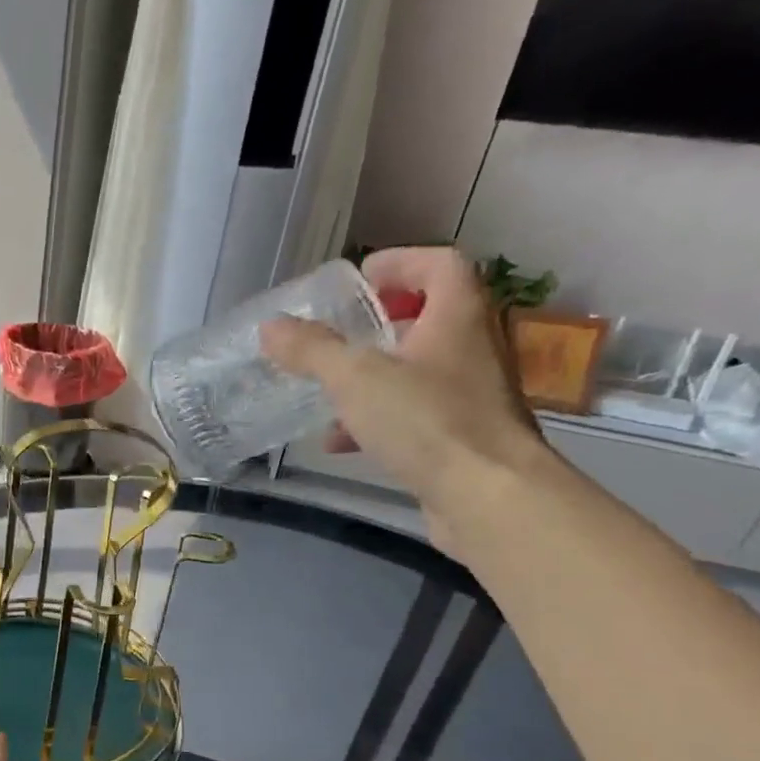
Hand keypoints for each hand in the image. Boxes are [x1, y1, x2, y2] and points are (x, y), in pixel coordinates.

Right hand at [260, 245, 547, 544]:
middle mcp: (473, 347)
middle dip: (379, 323)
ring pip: (417, 371)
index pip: (439, 264)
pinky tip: (339, 442)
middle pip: (428, 316)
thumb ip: (311, 350)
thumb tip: (271, 326)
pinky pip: (414, 415)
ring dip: (372, 376)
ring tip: (328, 392)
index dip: (399, 262)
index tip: (357, 281)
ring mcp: (471, 395)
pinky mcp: (461, 437)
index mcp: (458, 316)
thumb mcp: (355, 379)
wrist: (488, 497)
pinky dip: (376, 420)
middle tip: (340, 333)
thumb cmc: (427, 421)